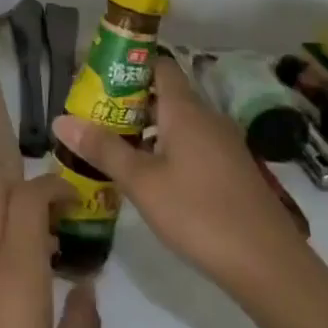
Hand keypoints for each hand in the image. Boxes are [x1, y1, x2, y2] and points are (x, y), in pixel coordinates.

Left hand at [0, 175, 100, 327]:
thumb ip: (83, 325)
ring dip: (14, 216)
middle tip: (64, 215)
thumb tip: (87, 287)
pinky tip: (24, 287)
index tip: (79, 198)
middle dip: (29, 187)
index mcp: (13, 270)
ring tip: (52, 250)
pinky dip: (1, 244)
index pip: (26, 196)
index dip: (53, 185)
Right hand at [53, 55, 308, 298]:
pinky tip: (149, 176)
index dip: (129, 65)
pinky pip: (192, 144)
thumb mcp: (142, 182)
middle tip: (95, 117)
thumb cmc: (198, 213)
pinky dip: (167, 148)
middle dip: (129, 102)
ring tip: (113, 147)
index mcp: (186, 110)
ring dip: (147, 128)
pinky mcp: (231, 169)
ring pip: (178, 122)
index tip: (98, 78)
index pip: (159, 66)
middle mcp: (207, 118)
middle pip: (165, 94)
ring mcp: (223, 144)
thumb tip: (60, 119)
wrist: (267, 262)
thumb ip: (103, 149)